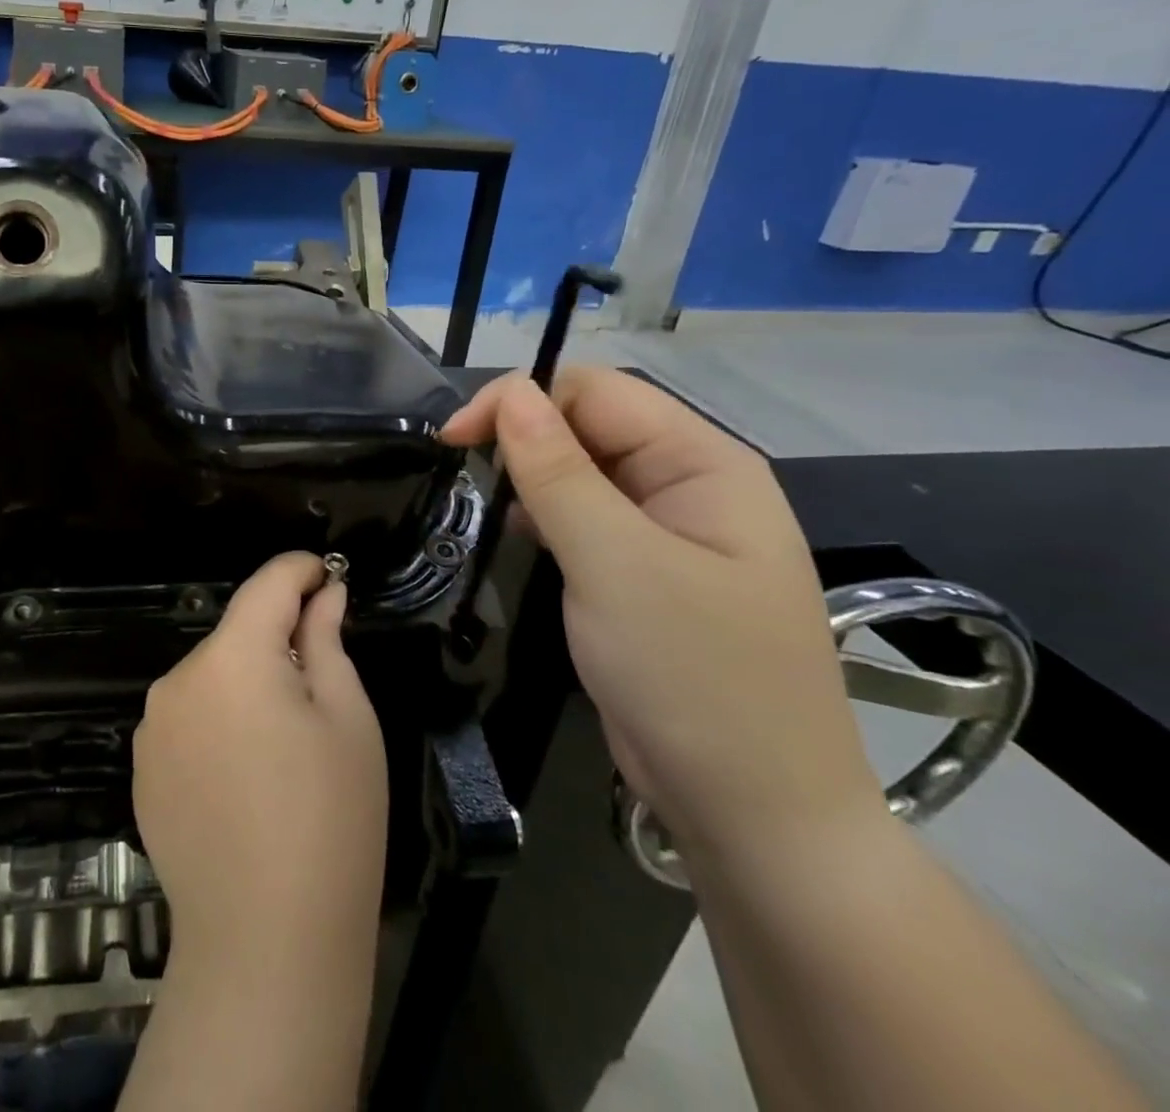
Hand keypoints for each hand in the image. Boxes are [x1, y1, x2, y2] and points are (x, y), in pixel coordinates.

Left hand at [133, 552, 387, 963]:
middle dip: (278, 642)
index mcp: (232, 656)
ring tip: (284, 749)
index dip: (300, 570)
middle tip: (321, 689)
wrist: (264, 944)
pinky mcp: (142, 768)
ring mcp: (153, 726)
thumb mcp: (347, 719)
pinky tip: (245, 779)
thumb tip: (323, 595)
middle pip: (237, 635)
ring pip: (213, 678)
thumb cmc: (328, 821)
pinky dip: (219, 724)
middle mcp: (179, 678)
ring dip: (247, 685)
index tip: (328, 575)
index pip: (267, 584)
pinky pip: (189, 719)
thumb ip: (326, 641)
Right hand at [443, 368, 885, 865]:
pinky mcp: (646, 573)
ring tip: (491, 506)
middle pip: (592, 426)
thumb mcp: (615, 564)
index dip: (521, 400)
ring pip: (584, 472)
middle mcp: (691, 485)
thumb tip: (510, 392)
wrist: (753, 813)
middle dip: (524, 438)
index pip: (597, 392)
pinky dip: (547, 516)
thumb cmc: (692, 675)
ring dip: (532, 477)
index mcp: (705, 464)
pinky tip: (524, 536)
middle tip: (463, 473)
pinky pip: (588, 518)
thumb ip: (558, 473)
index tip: (453, 439)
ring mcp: (670, 532)